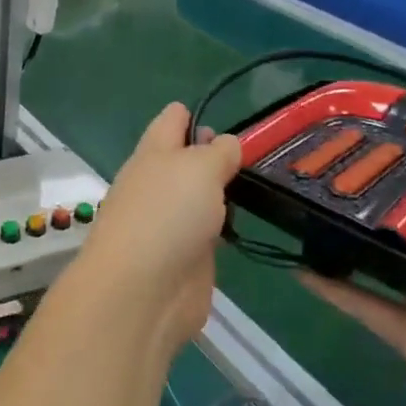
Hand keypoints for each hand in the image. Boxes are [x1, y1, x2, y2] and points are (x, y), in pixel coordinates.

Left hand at [75, 103, 243, 361]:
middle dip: (216, 154)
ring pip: (199, 195)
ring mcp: (169, 221)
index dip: (196, 115)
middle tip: (261, 155)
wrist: (142, 291)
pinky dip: (224, 226)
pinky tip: (248, 224)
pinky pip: (208, 231)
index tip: (232, 122)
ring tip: (263, 184)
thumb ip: (218, 152)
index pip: (172, 120)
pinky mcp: (185, 256)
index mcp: (154, 152)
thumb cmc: (167, 214)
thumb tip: (226, 144)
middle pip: (187, 158)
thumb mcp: (199, 168)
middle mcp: (158, 182)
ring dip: (222, 192)